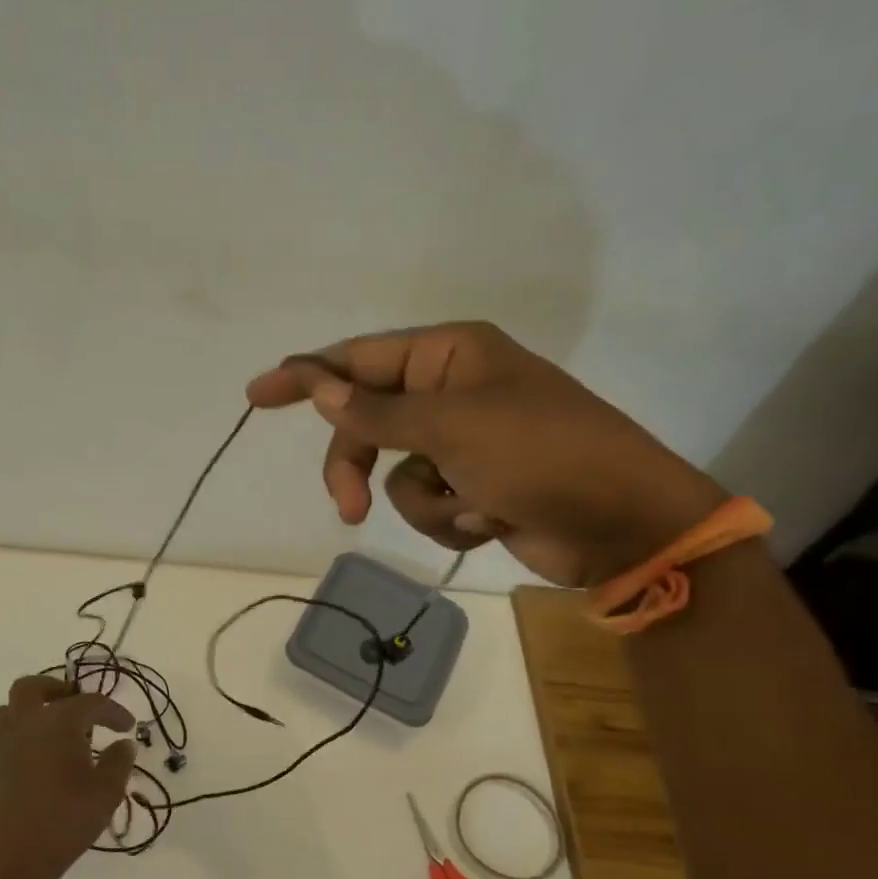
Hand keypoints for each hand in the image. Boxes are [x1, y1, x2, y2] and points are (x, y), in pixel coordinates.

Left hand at [0, 676, 137, 878]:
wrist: (11, 859)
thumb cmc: (66, 819)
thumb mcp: (108, 791)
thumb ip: (120, 761)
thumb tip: (123, 744)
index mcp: (58, 721)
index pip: (90, 702)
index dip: (113, 711)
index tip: (127, 726)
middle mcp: (26, 723)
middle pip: (32, 687)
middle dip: (56, 689)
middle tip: (76, 704)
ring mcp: (1, 745)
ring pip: (8, 709)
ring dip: (30, 710)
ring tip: (50, 728)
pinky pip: (2, 738)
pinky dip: (20, 737)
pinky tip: (36, 759)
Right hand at [246, 321, 725, 585]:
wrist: (620, 524)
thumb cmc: (543, 455)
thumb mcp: (453, 428)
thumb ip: (379, 413)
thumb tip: (319, 388)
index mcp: (449, 355)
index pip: (359, 360)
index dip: (306, 377)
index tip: (256, 394)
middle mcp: (450, 391)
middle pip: (367, 425)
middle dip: (359, 468)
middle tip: (346, 507)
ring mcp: (461, 443)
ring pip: (394, 474)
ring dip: (426, 500)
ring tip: (471, 509)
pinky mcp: (472, 488)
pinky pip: (426, 502)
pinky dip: (450, 518)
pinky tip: (490, 521)